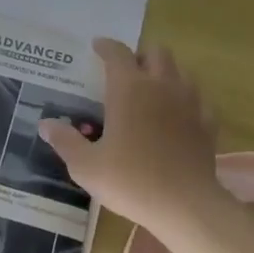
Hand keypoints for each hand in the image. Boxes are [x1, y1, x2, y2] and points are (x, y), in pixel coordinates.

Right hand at [38, 38, 230, 240]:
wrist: (186, 206)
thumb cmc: (131, 181)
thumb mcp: (87, 166)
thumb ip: (65, 141)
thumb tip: (46, 124)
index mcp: (129, 88)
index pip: (117, 53)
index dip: (106, 46)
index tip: (97, 46)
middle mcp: (161, 86)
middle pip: (156, 52)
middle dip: (141, 56)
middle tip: (127, 72)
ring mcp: (189, 103)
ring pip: (181, 71)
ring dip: (166, 74)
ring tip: (152, 91)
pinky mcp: (207, 124)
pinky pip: (198, 100)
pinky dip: (187, 101)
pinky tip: (179, 116)